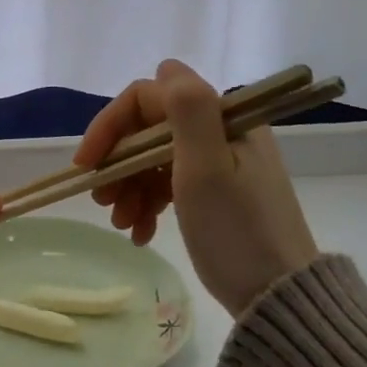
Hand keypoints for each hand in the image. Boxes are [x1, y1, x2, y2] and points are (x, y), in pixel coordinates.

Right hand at [74, 59, 319, 315]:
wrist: (278, 298)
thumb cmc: (236, 232)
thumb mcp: (207, 169)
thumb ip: (187, 112)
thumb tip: (167, 68)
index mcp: (221, 119)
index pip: (148, 97)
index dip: (111, 124)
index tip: (88, 164)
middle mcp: (220, 132)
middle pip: (148, 129)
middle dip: (118, 162)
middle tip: (102, 200)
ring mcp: (218, 162)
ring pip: (153, 158)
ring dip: (129, 187)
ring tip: (122, 224)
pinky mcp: (215, 192)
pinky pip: (168, 184)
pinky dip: (148, 204)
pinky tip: (140, 233)